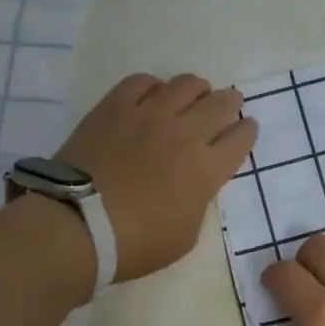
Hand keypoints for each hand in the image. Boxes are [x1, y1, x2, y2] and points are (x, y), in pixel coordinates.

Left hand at [53, 72, 257, 282]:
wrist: (77, 225)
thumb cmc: (134, 244)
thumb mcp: (185, 236)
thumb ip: (199, 202)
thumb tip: (197, 182)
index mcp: (207, 169)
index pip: (241, 138)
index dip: (247, 132)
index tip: (244, 131)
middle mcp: (186, 133)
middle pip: (222, 103)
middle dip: (230, 103)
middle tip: (226, 107)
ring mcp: (149, 114)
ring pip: (186, 84)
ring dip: (196, 90)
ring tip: (191, 97)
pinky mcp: (116, 106)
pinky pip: (142, 81)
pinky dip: (153, 87)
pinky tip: (151, 97)